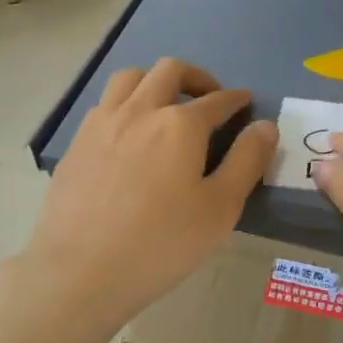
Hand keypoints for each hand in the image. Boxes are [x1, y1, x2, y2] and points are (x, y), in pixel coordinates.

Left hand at [17, 58, 275, 335]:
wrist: (80, 271)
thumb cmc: (160, 244)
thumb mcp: (219, 209)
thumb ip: (246, 161)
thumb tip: (265, 125)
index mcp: (180, 124)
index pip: (217, 100)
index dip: (236, 99)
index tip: (245, 102)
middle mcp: (140, 110)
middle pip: (170, 71)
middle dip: (196, 77)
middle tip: (209, 98)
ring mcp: (102, 122)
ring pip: (130, 77)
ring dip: (155, 81)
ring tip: (166, 105)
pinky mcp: (77, 142)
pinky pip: (105, 103)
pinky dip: (126, 103)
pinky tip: (130, 133)